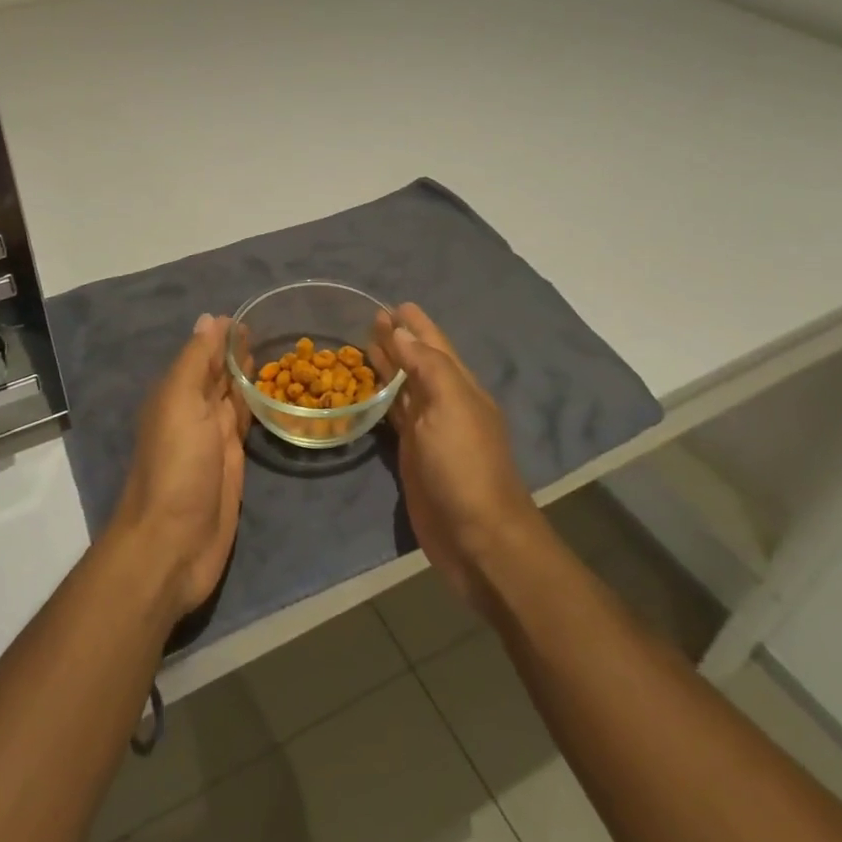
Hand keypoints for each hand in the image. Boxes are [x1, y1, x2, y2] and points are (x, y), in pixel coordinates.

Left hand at [112, 314, 249, 620]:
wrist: (173, 543)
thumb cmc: (176, 466)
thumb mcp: (180, 402)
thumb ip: (196, 362)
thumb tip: (209, 319)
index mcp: (177, 393)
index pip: (203, 354)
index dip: (223, 336)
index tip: (251, 314)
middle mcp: (194, 411)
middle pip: (218, 374)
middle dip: (237, 353)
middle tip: (270, 330)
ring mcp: (214, 439)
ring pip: (233, 398)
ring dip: (248, 378)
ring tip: (275, 354)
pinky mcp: (233, 465)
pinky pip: (246, 427)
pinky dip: (256, 408)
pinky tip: (272, 397)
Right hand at [372, 303, 544, 608]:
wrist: (478, 538)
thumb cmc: (465, 466)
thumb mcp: (451, 406)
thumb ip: (427, 365)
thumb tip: (400, 332)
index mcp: (459, 387)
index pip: (434, 345)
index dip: (416, 324)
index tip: (393, 304)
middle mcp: (445, 403)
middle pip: (418, 362)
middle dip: (398, 340)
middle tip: (371, 318)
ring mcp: (429, 431)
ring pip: (404, 387)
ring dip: (388, 365)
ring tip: (364, 344)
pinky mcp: (412, 455)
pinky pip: (394, 416)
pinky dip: (381, 399)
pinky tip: (366, 391)